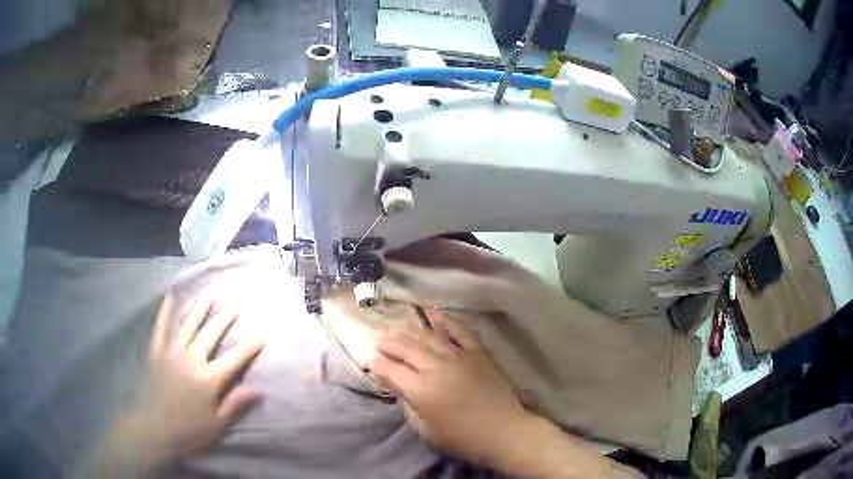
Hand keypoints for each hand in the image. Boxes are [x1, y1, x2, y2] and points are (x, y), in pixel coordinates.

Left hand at [113, 295, 263, 469]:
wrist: (154, 429)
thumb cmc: (189, 430)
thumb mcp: (217, 423)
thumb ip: (234, 404)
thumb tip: (257, 390)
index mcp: (209, 379)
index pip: (233, 360)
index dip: (248, 349)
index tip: (260, 337)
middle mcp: (192, 360)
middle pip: (211, 336)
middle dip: (224, 320)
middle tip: (234, 305)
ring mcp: (172, 353)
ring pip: (189, 326)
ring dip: (200, 310)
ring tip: (209, 295)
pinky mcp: (156, 352)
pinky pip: (161, 328)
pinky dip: (165, 312)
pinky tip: (169, 298)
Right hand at [370, 313, 640, 478]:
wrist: (503, 431)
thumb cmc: (462, 438)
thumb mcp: (425, 431)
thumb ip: (408, 407)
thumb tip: (401, 389)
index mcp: (420, 390)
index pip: (390, 370)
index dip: (377, 364)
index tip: (371, 361)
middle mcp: (435, 367)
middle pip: (406, 348)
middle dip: (388, 342)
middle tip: (377, 337)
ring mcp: (459, 356)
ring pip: (428, 337)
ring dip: (409, 330)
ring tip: (396, 325)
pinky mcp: (478, 353)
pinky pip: (460, 331)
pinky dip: (446, 321)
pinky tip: (435, 314)